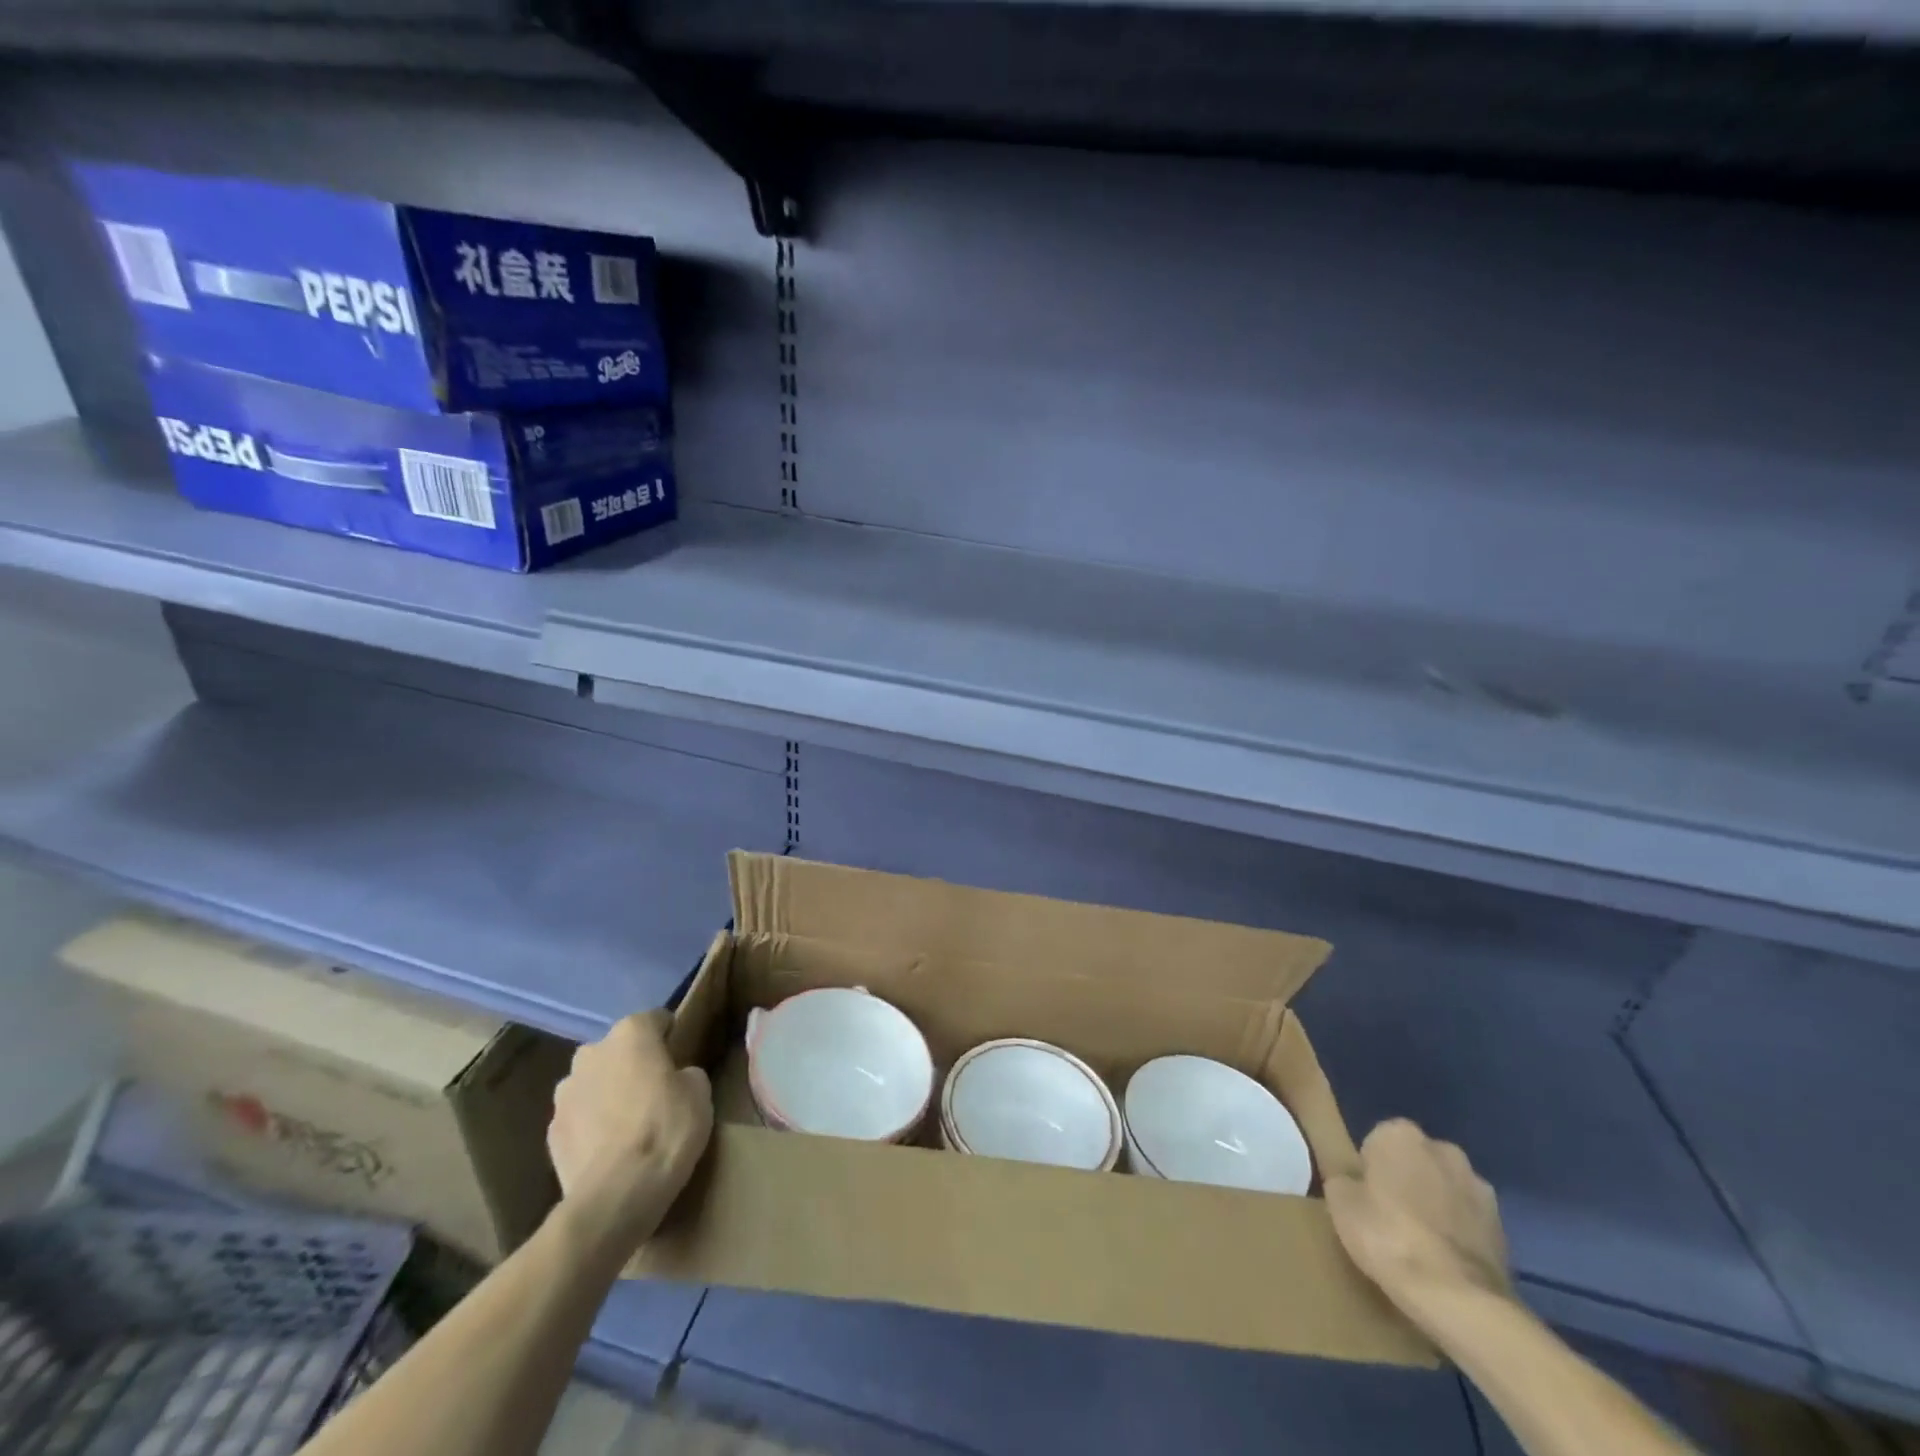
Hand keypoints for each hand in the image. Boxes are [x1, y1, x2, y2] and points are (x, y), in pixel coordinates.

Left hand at [547, 1011, 713, 1256]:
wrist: (616, 1195)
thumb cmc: (666, 1130)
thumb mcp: (700, 1092)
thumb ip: (685, 1073)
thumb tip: (675, 1078)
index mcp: (631, 1033)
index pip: (655, 1019)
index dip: (670, 1037)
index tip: (681, 1057)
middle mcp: (592, 1052)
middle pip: (619, 1049)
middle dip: (633, 1064)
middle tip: (656, 1092)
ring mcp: (565, 1092)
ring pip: (595, 1082)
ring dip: (608, 1093)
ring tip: (629, 1124)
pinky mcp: (551, 1131)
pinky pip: (580, 1116)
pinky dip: (592, 1125)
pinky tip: (609, 1149)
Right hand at [1325, 1119, 1513, 1327]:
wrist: (1459, 1299)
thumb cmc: (1388, 1237)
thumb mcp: (1340, 1203)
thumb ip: (1345, 1180)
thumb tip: (1354, 1182)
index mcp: (1400, 1133)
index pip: (1376, 1142)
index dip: (1369, 1172)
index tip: (1365, 1200)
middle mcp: (1443, 1149)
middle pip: (1415, 1162)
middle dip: (1407, 1182)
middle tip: (1390, 1220)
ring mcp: (1479, 1188)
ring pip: (1445, 1190)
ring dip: (1436, 1207)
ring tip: (1421, 1247)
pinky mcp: (1504, 1228)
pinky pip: (1469, 1222)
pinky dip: (1458, 1235)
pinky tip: (1446, 1264)